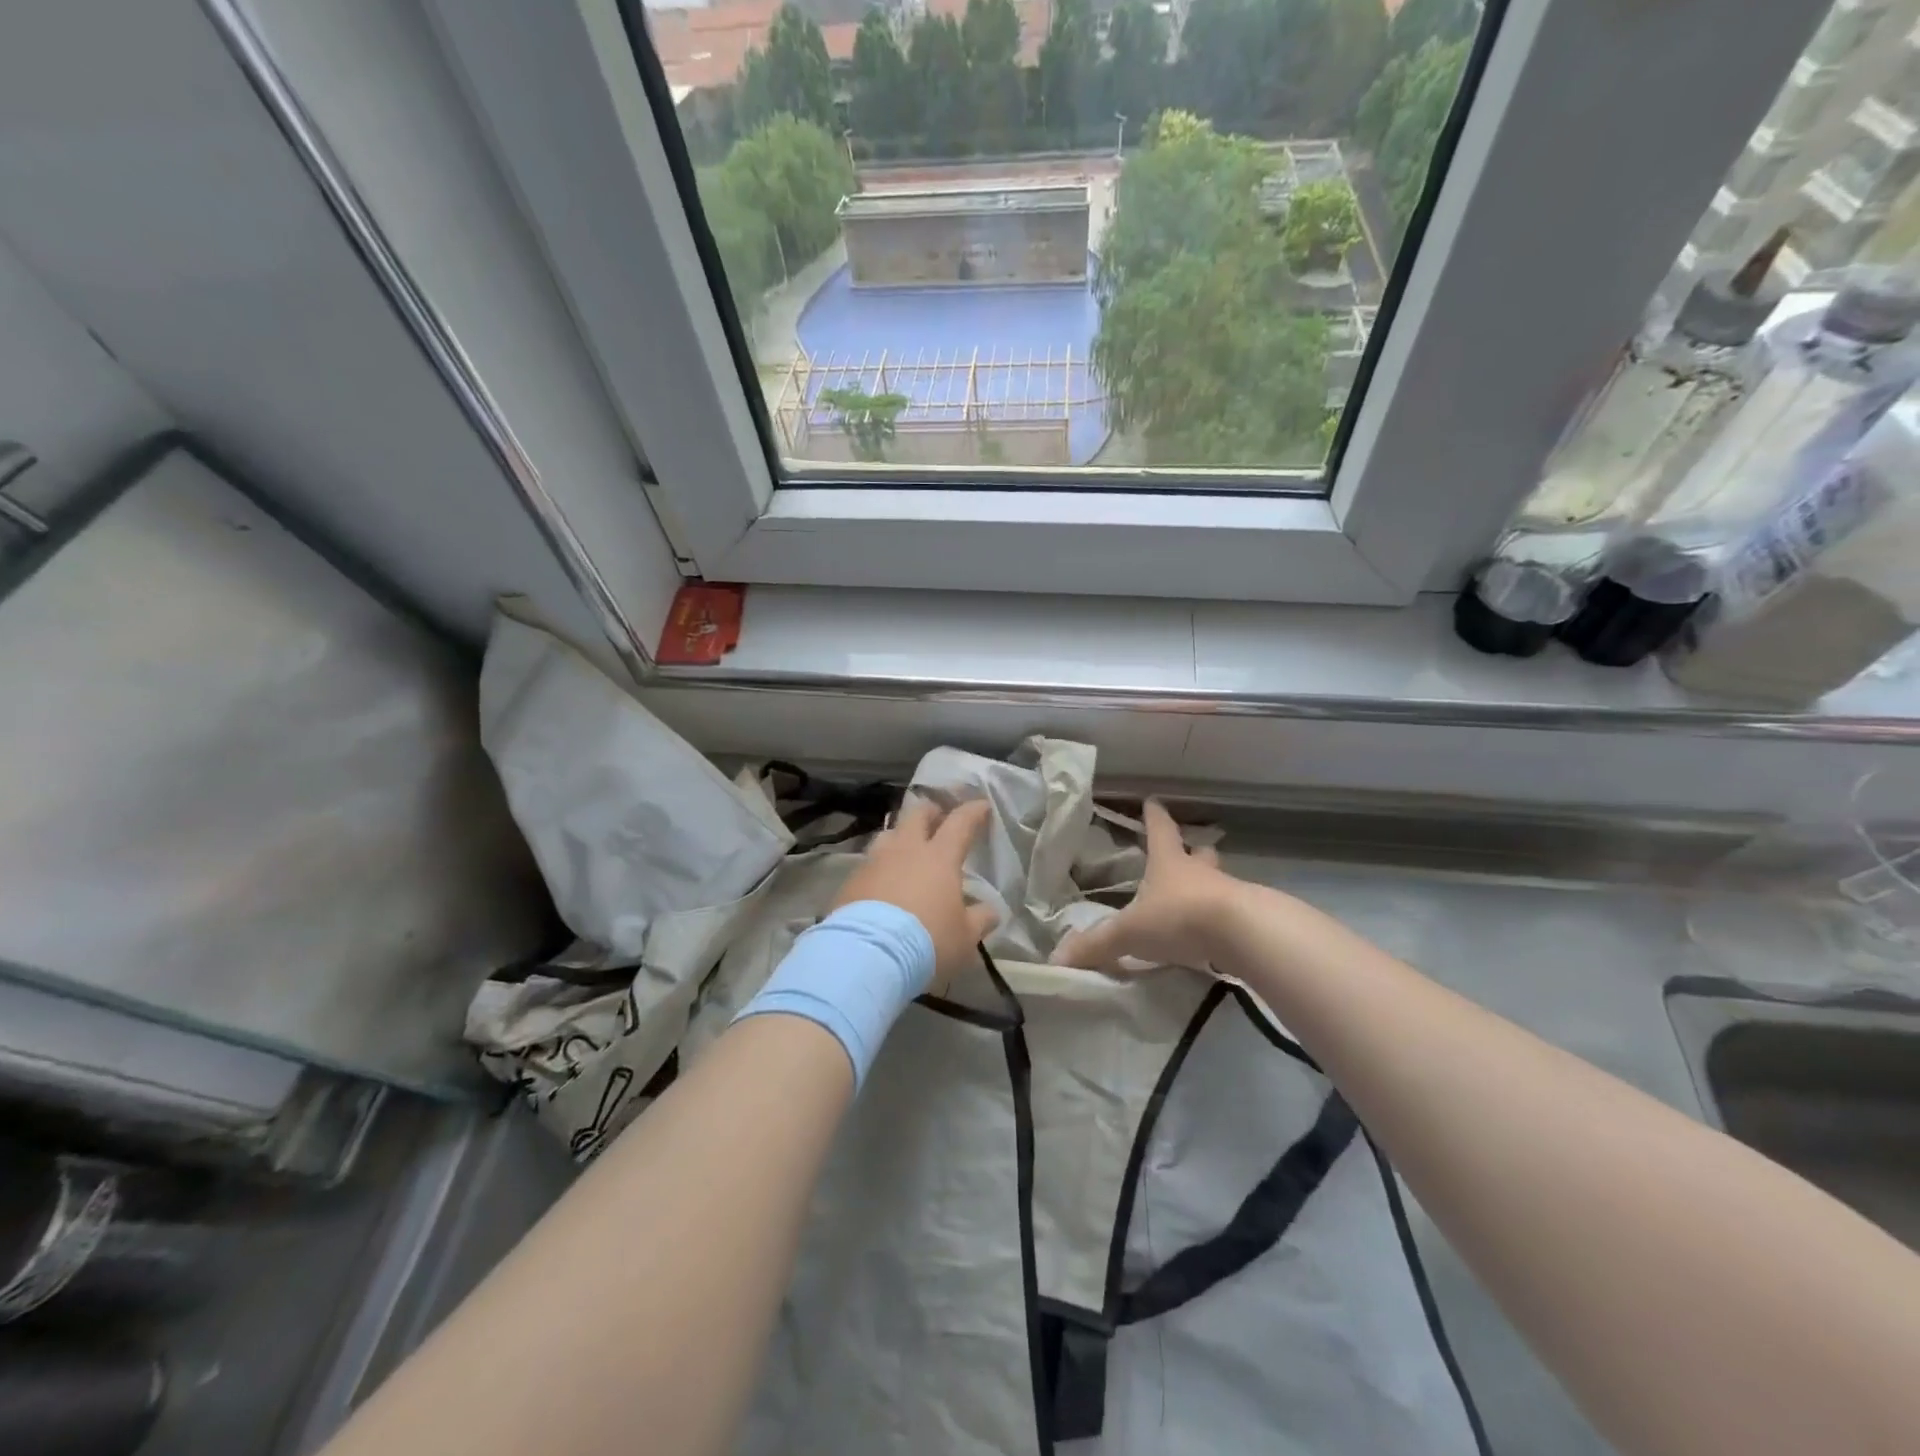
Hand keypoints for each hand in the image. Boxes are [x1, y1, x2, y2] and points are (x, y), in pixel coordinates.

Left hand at [832, 796, 998, 994]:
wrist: (867, 956)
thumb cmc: (928, 942)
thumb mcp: (965, 937)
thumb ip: (980, 919)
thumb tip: (991, 911)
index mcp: (939, 857)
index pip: (960, 822)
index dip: (973, 812)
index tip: (982, 806)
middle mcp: (905, 850)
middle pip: (917, 814)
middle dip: (931, 811)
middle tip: (939, 818)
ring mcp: (874, 862)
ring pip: (889, 834)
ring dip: (901, 836)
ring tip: (907, 849)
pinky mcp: (851, 880)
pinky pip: (869, 863)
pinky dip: (880, 867)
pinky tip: (882, 883)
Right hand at [1052, 800, 1234, 972]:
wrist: (1242, 934)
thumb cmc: (1179, 917)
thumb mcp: (1130, 932)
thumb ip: (1096, 944)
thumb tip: (1057, 959)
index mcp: (1169, 863)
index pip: (1160, 831)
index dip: (1154, 817)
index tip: (1153, 801)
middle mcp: (1200, 872)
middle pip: (1198, 853)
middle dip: (1193, 851)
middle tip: (1190, 851)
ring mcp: (1229, 894)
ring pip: (1219, 882)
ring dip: (1210, 887)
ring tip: (1201, 900)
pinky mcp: (1248, 920)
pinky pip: (1232, 915)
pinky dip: (1223, 921)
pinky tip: (1217, 937)